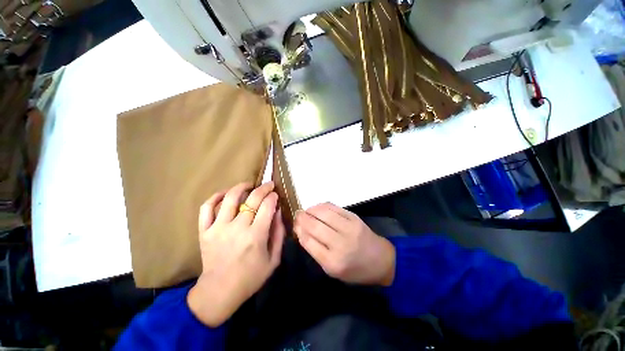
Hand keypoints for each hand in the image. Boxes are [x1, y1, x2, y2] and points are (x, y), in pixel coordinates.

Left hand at [187, 182, 285, 326]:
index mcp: (255, 236)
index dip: (273, 197)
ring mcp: (218, 228)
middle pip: (252, 199)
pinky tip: (225, 194)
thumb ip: (278, 233)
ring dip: (241, 187)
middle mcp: (237, 228)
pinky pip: (206, 208)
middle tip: (268, 185)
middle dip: (264, 188)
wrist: (219, 292)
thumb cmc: (251, 277)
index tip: (276, 195)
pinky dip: (215, 197)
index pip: (267, 206)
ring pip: (230, 198)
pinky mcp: (204, 231)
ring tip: (249, 185)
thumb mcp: (274, 259)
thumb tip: (278, 211)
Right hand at [294, 203, 395, 285]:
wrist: (380, 260)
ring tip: (306, 211)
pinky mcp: (354, 218)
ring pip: (323, 213)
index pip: (309, 241)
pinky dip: (322, 206)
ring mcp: (349, 228)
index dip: (299, 230)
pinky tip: (317, 208)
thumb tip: (301, 231)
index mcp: (333, 262)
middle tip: (297, 215)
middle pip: (315, 226)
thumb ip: (315, 251)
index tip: (295, 226)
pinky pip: (334, 207)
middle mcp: (340, 244)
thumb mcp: (332, 270)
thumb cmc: (354, 269)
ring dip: (311, 210)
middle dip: (302, 218)